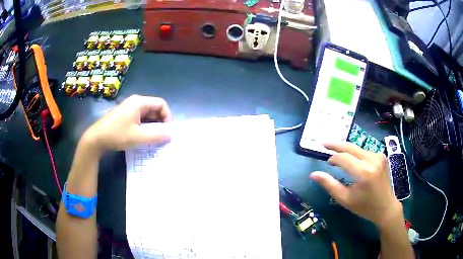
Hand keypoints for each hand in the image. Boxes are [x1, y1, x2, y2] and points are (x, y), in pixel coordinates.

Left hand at [81, 95, 172, 154]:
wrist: (96, 138)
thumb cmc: (117, 135)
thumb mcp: (138, 137)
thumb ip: (156, 136)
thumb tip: (171, 135)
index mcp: (139, 102)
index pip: (161, 104)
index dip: (167, 116)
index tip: (167, 131)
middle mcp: (135, 102)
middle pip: (154, 108)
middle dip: (160, 122)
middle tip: (162, 137)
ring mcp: (129, 108)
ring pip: (147, 114)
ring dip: (153, 125)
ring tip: (153, 139)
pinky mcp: (125, 115)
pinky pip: (140, 118)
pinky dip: (145, 126)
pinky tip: (143, 137)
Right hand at [310, 142, 401, 228]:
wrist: (386, 207)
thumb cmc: (364, 206)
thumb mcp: (345, 199)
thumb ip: (329, 185)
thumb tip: (313, 174)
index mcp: (363, 172)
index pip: (343, 158)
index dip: (333, 158)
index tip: (327, 162)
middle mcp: (372, 160)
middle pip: (351, 147)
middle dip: (336, 144)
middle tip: (324, 143)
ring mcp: (378, 156)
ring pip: (357, 148)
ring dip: (346, 149)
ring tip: (336, 153)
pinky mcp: (381, 156)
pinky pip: (364, 151)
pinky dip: (356, 153)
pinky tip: (352, 159)